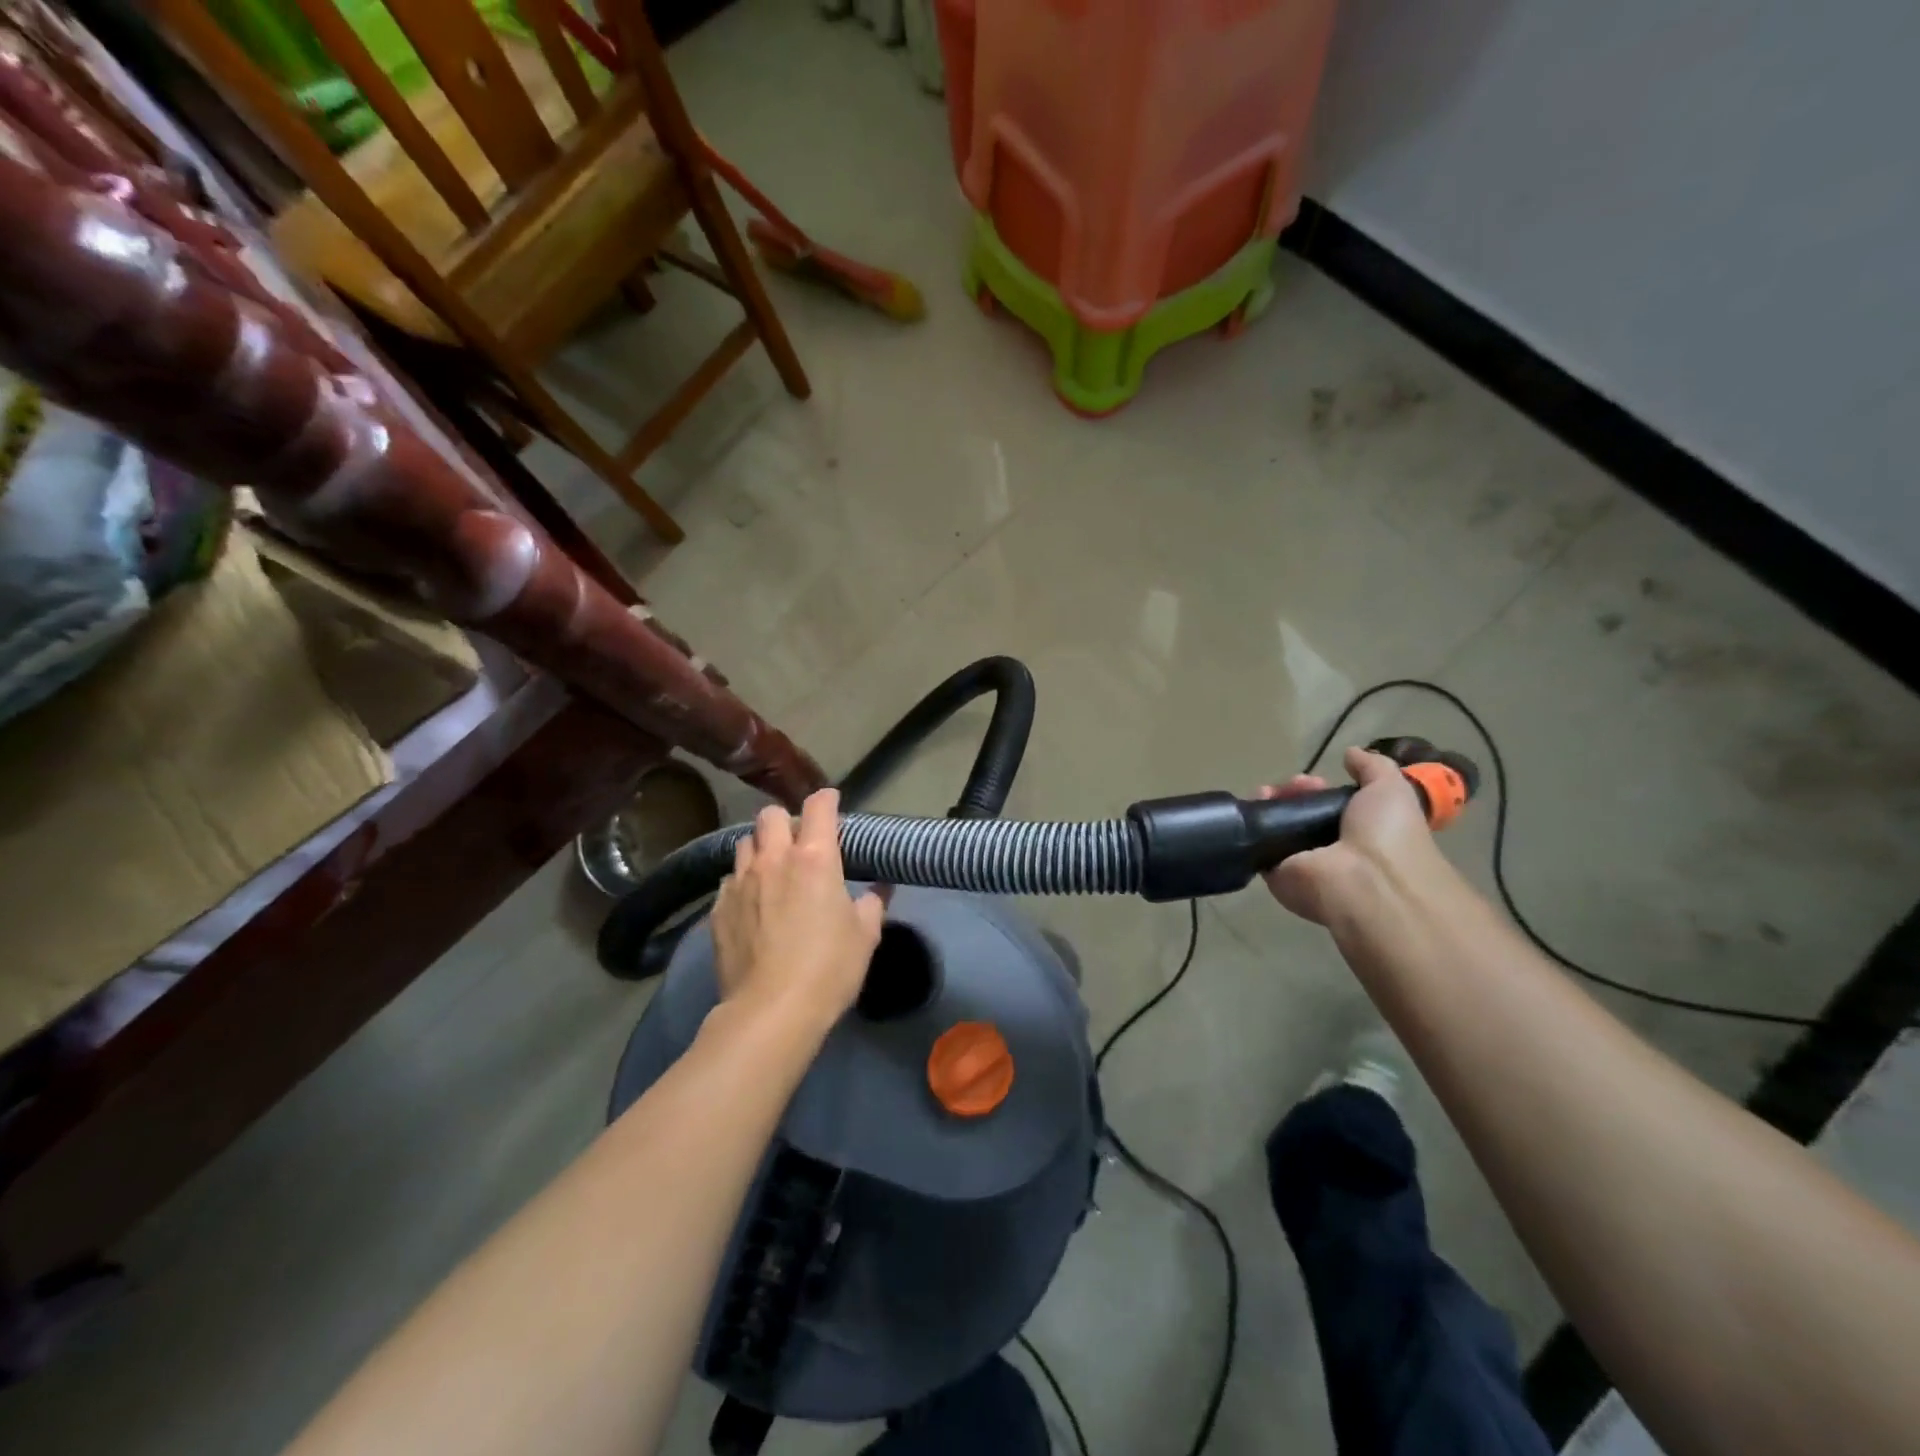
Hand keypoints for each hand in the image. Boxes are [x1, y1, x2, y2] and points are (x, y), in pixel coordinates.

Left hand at [710, 789, 884, 1031]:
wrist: (771, 1011)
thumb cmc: (829, 968)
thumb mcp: (865, 936)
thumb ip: (872, 904)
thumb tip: (879, 889)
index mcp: (815, 858)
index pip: (819, 807)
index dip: (827, 799)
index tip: (831, 801)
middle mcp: (774, 859)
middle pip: (770, 815)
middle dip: (785, 820)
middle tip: (798, 841)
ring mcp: (740, 882)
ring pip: (744, 843)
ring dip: (760, 848)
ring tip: (771, 870)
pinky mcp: (718, 908)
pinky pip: (729, 880)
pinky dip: (743, 883)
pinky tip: (752, 904)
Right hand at [1259, 747, 1446, 926]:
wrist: (1367, 882)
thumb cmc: (1387, 835)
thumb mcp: (1392, 789)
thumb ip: (1373, 768)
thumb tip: (1350, 753)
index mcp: (1360, 832)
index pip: (1330, 807)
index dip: (1319, 789)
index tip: (1313, 780)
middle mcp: (1330, 850)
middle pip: (1300, 814)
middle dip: (1292, 793)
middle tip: (1289, 786)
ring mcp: (1303, 864)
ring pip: (1277, 829)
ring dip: (1269, 805)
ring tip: (1266, 792)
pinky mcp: (1276, 875)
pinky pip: (1258, 847)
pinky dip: (1251, 827)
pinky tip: (1252, 808)